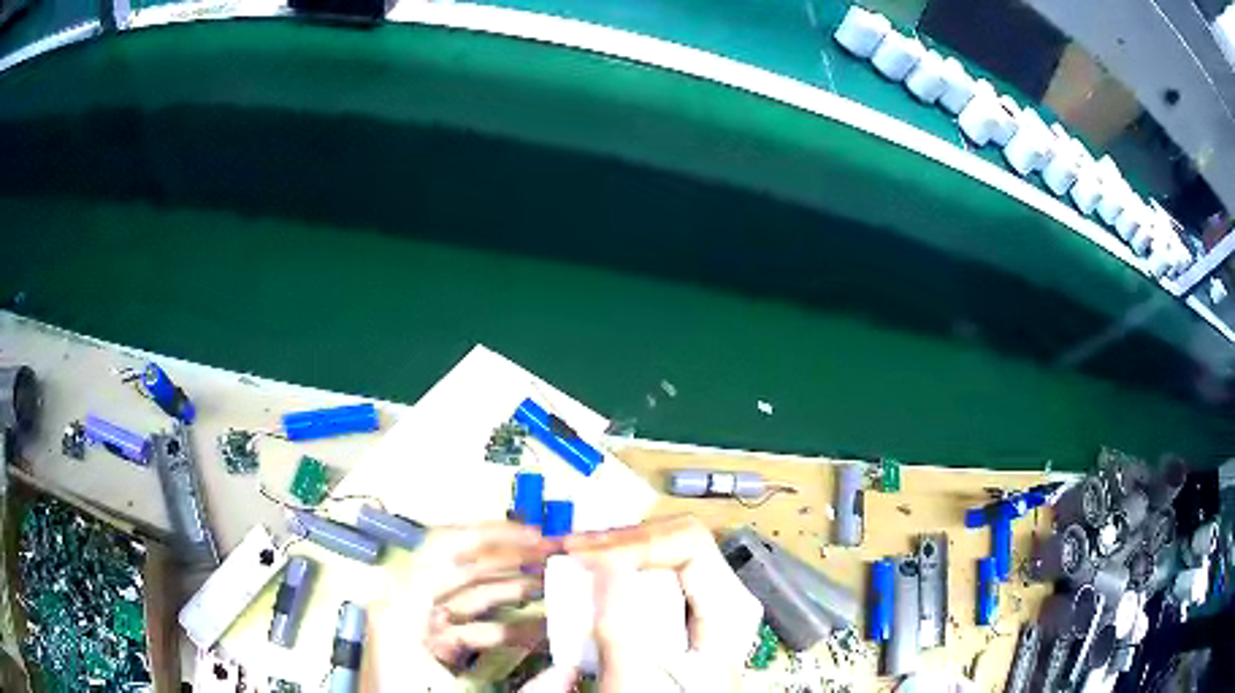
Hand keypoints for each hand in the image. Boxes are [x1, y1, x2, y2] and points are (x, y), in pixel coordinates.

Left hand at [363, 521, 558, 689]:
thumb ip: (520, 687)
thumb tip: (568, 670)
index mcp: (401, 609)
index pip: (444, 548)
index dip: (492, 535)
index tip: (535, 539)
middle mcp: (404, 609)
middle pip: (459, 566)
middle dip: (510, 560)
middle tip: (553, 557)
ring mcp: (414, 628)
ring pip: (467, 597)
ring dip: (511, 592)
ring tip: (554, 589)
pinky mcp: (426, 648)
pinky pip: (466, 626)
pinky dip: (501, 626)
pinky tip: (537, 631)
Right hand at [564, 515, 763, 691]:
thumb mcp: (639, 676)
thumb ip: (622, 622)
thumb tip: (604, 560)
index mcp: (729, 607)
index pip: (689, 542)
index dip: (634, 542)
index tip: (584, 556)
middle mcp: (724, 596)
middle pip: (676, 541)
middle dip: (621, 542)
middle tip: (573, 551)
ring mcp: (706, 604)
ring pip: (663, 555)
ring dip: (616, 553)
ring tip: (576, 559)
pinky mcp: (685, 615)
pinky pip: (654, 577)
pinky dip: (619, 573)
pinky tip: (591, 579)